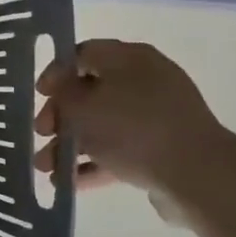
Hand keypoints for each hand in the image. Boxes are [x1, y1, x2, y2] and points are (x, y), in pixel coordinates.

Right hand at [34, 39, 235, 195]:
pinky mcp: (163, 147)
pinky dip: (94, 162)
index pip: (83, 54)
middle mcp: (145, 80)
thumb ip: (62, 94)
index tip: (39, 95)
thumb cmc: (132, 129)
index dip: (56, 73)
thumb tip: (60, 90)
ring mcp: (157, 116)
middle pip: (90, 92)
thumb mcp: (82, 106)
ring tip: (46, 168)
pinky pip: (120, 149)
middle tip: (42, 133)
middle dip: (59, 116)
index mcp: (129, 58)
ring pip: (102, 125)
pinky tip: (68, 182)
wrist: (196, 174)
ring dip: (70, 144)